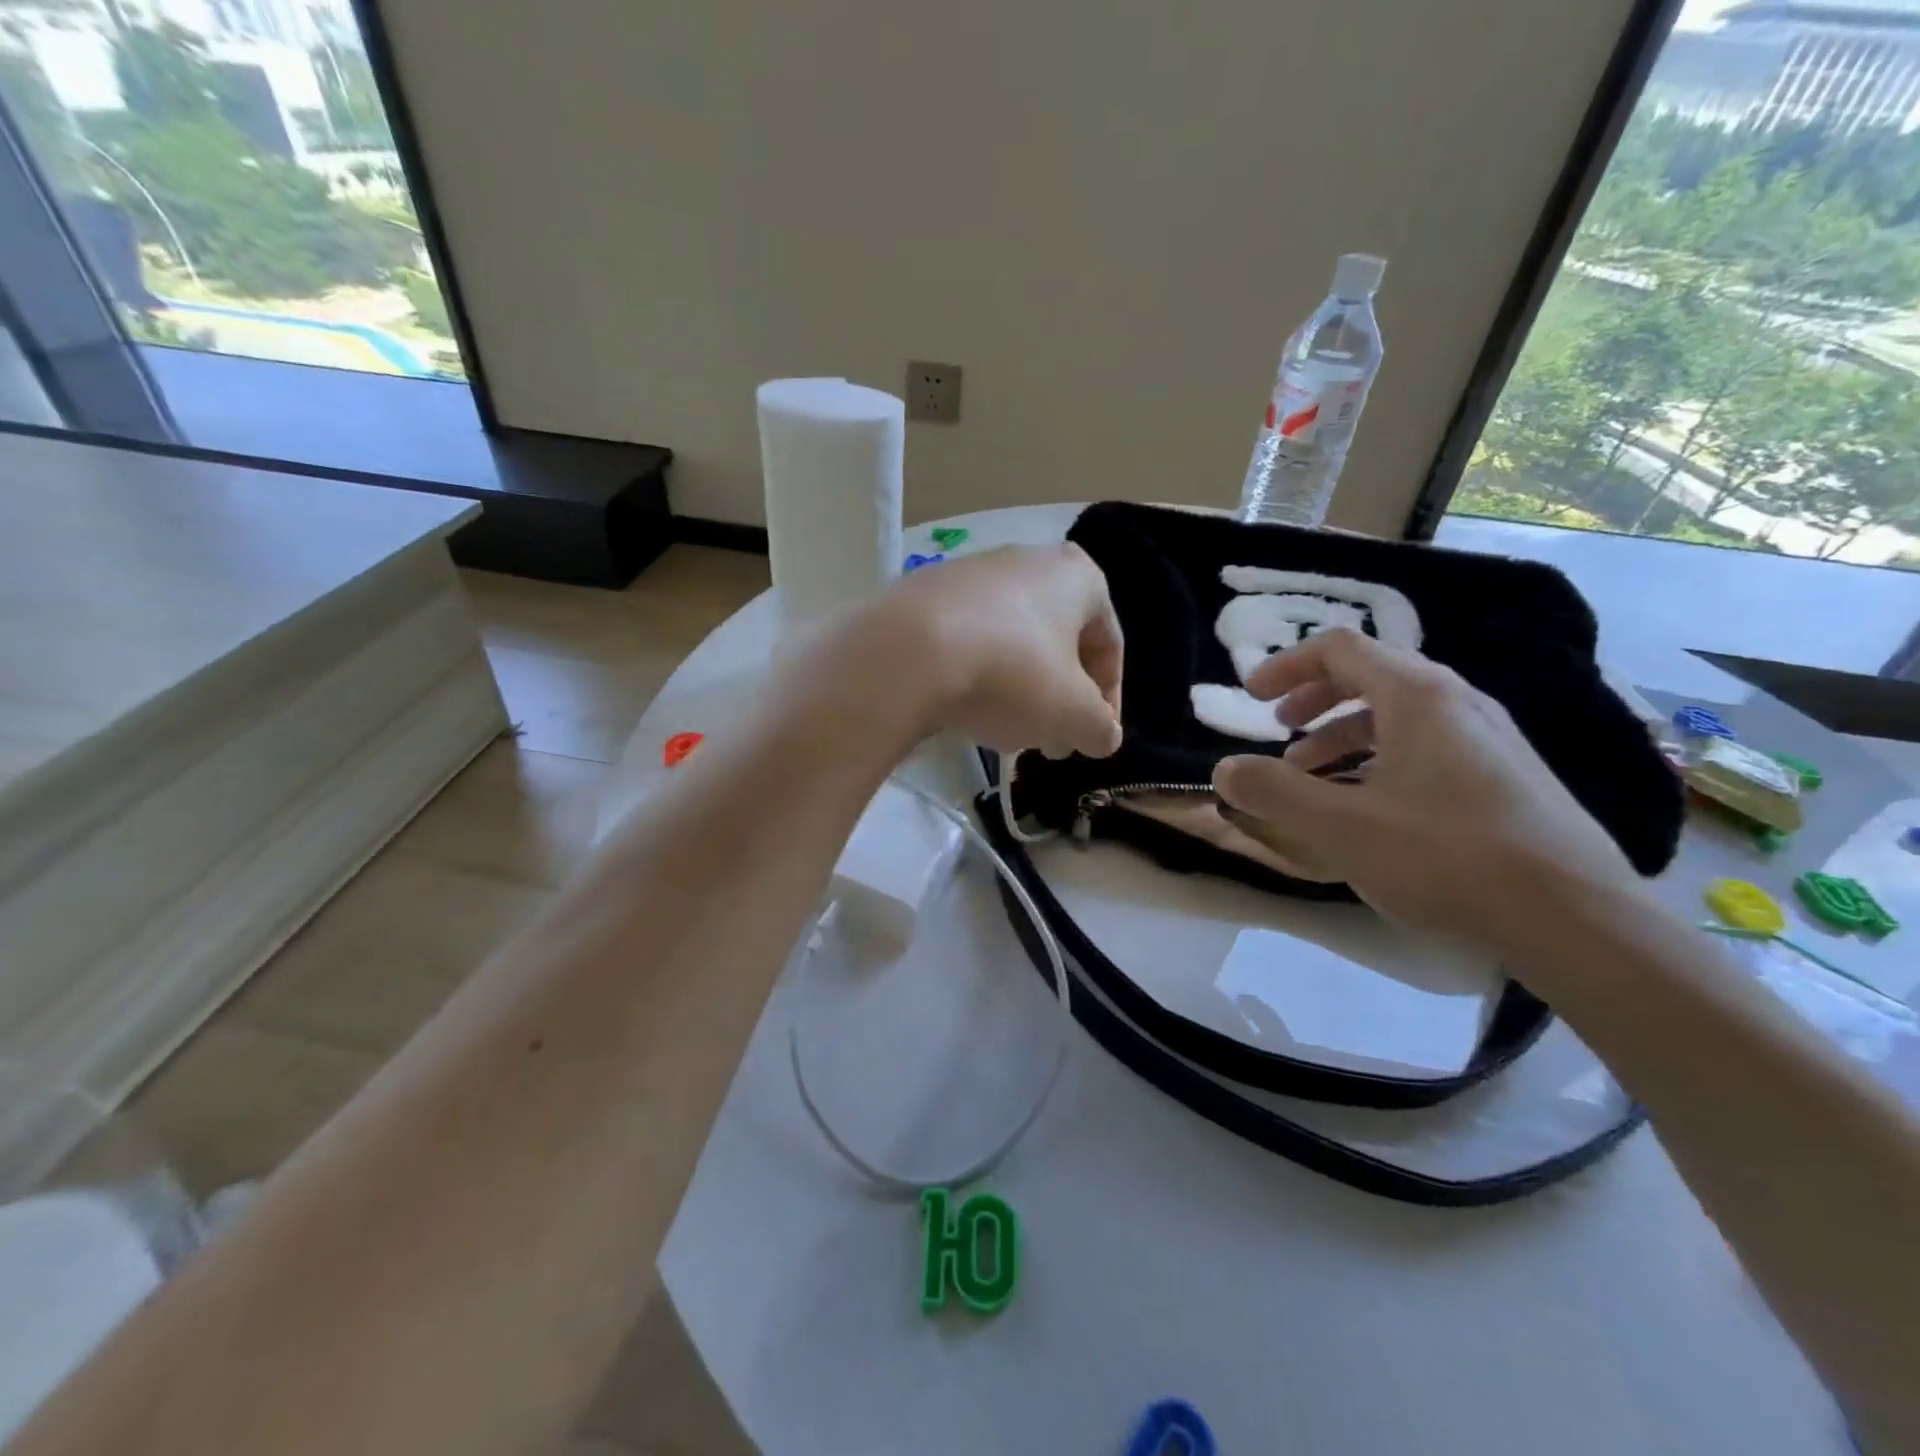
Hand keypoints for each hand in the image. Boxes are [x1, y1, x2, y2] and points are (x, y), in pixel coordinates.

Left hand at [842, 544, 1123, 758]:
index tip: (1093, 739)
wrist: (906, 653)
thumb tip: (1103, 735)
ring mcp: (970, 574)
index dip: (1107, 700)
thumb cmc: (1012, 674)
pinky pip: (967, 640)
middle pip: (1056, 642)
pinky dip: (975, 674)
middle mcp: (1027, 560)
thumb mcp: (1073, 714)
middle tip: (1051, 742)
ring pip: (1011, 642)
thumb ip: (1100, 728)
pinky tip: (963, 708)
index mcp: (1076, 576)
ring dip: (1018, 689)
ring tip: (1006, 731)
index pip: (1109, 644)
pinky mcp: (924, 595)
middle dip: (1059, 698)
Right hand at [1211, 627, 1643, 945]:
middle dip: (1313, 700)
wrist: (1576, 916)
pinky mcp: (1506, 775)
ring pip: (1399, 715)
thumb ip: (1272, 791)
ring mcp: (1489, 738)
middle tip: (1279, 731)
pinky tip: (1369, 807)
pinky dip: (1380, 759)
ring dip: (1343, 735)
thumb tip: (1224, 769)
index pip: (1339, 649)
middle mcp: (1457, 701)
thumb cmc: (1445, 855)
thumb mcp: (1338, 825)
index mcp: (1416, 695)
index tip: (1250, 698)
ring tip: (1313, 777)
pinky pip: (1427, 746)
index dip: (1285, 666)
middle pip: (1370, 675)